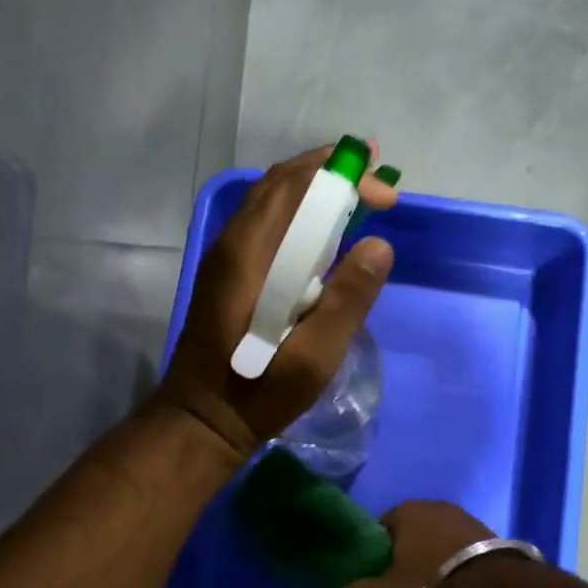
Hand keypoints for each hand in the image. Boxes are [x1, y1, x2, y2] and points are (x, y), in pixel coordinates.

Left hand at [157, 145, 398, 460]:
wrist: (201, 419)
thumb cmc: (257, 392)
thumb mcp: (312, 358)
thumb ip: (346, 301)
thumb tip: (379, 244)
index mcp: (250, 255)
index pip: (296, 186)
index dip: (343, 176)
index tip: (387, 195)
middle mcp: (232, 242)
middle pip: (281, 183)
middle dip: (330, 168)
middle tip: (375, 172)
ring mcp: (226, 256)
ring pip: (270, 200)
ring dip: (313, 185)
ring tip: (356, 188)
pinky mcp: (228, 272)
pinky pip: (266, 222)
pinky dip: (299, 209)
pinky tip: (323, 228)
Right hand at [340, 501, 493, 587]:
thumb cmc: (429, 587)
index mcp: (405, 511)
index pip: (382, 527)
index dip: (379, 552)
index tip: (381, 575)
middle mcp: (435, 506)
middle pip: (413, 530)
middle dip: (409, 552)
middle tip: (406, 583)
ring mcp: (466, 517)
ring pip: (440, 538)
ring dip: (436, 556)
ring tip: (436, 586)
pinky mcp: (491, 533)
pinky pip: (464, 548)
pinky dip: (459, 562)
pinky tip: (459, 584)